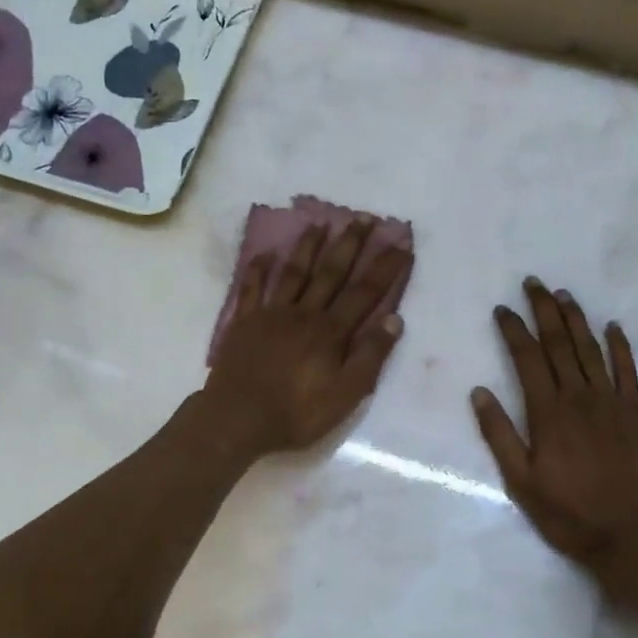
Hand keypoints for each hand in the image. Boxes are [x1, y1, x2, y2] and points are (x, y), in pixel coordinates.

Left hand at [204, 216, 411, 457]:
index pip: (364, 293)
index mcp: (330, 331)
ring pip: (294, 272)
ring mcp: (271, 314)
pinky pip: (252, 288)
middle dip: (350, 243)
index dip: (384, 268)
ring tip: (320, 222)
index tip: (401, 244)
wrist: (237, 419)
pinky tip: (264, 253)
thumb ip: (370, 356)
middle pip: (331, 272)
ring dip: (308, 246)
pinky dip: (258, 269)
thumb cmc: (296, 413)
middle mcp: (303, 313)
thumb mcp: (345, 395)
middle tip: (364, 217)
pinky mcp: (244, 322)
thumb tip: (394, 319)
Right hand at [472, 278, 637, 575]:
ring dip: (576, 319)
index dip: (514, 330)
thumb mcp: (520, 482)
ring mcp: (611, 402)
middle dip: (544, 310)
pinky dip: (620, 346)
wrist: (631, 535)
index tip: (503, 308)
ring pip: (591, 349)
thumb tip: (479, 392)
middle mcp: (578, 397)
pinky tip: (612, 327)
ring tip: (563, 294)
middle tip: (533, 283)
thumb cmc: (568, 513)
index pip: (527, 358)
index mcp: (547, 412)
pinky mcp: (636, 413)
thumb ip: (499, 435)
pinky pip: (628, 371)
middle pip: (559, 344)